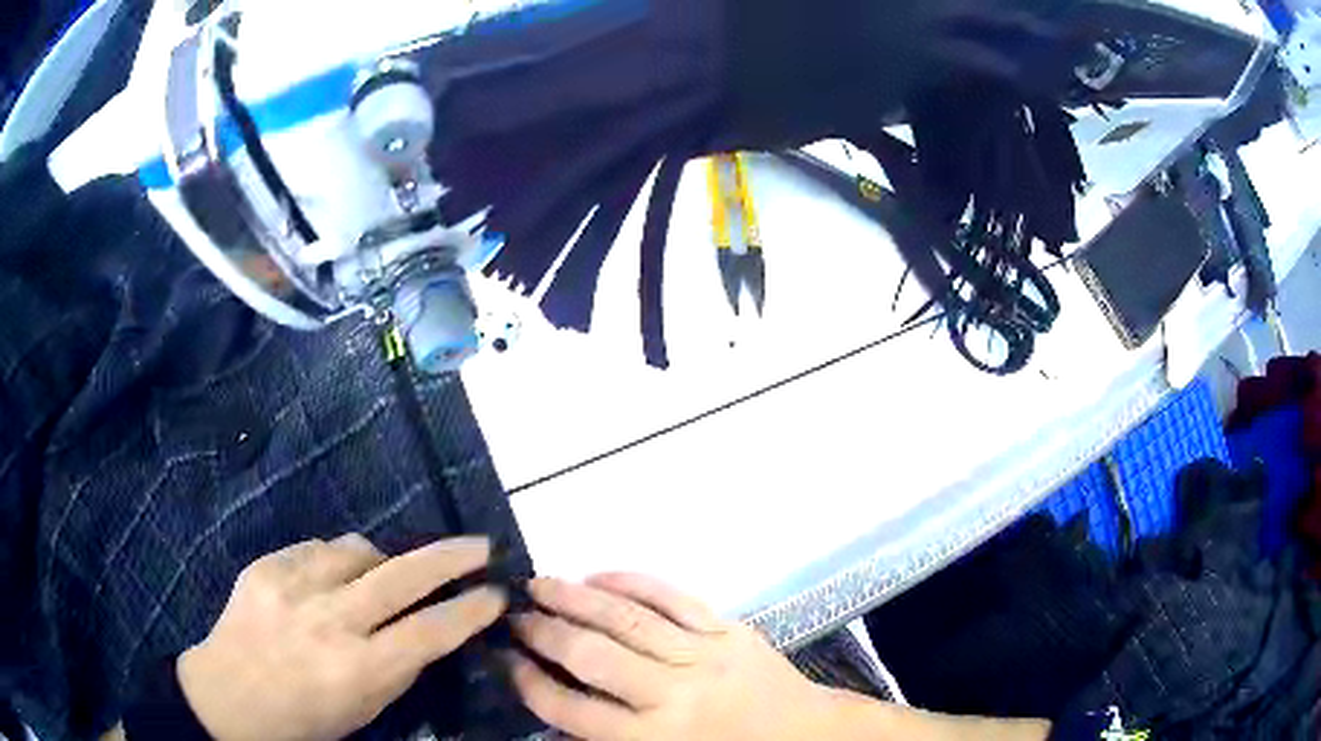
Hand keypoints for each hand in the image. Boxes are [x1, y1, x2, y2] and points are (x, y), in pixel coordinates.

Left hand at [177, 535, 505, 740]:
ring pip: (358, 549)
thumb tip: (427, 630)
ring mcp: (293, 586)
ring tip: (380, 576)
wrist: (228, 696)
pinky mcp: (266, 566)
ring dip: (381, 560)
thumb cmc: (304, 720)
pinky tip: (328, 580)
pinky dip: (334, 561)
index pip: (430, 632)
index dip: (469, 611)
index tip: (496, 594)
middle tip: (480, 545)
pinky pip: (317, 548)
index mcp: (358, 669)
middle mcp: (330, 622)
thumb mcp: (362, 710)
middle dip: (449, 557)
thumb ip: (397, 669)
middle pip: (402, 576)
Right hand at [508, 574, 850, 740]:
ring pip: (627, 619)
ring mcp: (703, 655)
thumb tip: (553, 702)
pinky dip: (631, 582)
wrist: (804, 734)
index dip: (530, 682)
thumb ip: (607, 737)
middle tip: (511, 614)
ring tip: (539, 584)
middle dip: (543, 632)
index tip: (505, 659)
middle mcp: (673, 695)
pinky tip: (599, 574)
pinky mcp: (728, 629)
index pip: (572, 709)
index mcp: (655, 739)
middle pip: (591, 657)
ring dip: (575, 597)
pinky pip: (672, 598)